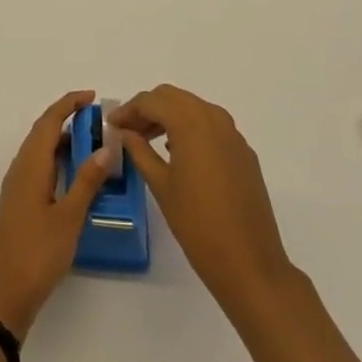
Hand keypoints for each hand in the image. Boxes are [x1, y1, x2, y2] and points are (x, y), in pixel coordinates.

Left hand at [0, 90, 115, 341]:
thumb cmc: (37, 253)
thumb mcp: (69, 217)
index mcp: (30, 165)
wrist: (2, 295)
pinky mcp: (18, 204)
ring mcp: (17, 187)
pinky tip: (74, 176)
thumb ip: (87, 181)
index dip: (69, 104)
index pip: (49, 121)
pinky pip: (38, 168)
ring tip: (92, 144)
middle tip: (97, 120)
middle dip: (67, 119)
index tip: (92, 97)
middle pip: (42, 132)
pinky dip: (56, 161)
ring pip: (40, 151)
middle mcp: (20, 169)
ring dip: (62, 141)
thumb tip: (106, 147)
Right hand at [111, 84, 293, 312]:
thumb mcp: (161, 185)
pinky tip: (179, 153)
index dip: (128, 110)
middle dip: (148, 108)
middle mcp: (214, 119)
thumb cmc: (197, 224)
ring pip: (194, 107)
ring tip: (149, 140)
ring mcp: (233, 135)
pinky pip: (212, 126)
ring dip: (170, 115)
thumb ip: (139, 151)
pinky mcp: (244, 153)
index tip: (111, 125)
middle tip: (128, 130)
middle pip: (173, 97)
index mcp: (190, 123)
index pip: (151, 101)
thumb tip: (124, 132)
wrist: (250, 264)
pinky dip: (191, 128)